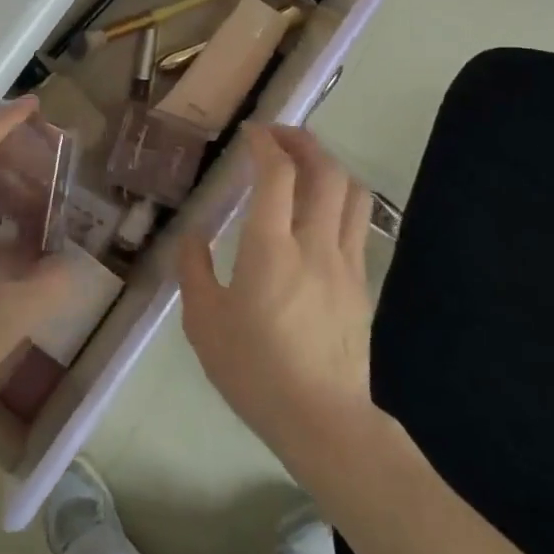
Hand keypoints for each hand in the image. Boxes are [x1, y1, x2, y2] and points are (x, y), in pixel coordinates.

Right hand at [178, 124, 376, 478]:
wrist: (323, 421)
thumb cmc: (255, 370)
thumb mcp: (204, 322)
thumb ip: (194, 270)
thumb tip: (193, 237)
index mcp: (270, 248)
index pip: (277, 174)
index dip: (265, 143)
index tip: (250, 133)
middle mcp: (314, 244)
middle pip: (325, 171)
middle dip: (302, 141)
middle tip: (277, 136)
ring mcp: (345, 263)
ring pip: (352, 193)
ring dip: (328, 166)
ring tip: (304, 164)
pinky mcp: (361, 284)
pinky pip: (356, 224)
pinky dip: (339, 200)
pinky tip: (319, 211)